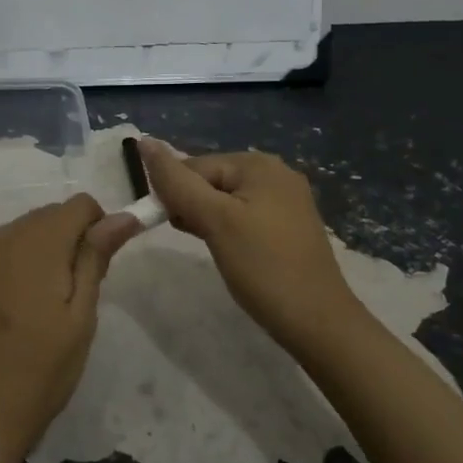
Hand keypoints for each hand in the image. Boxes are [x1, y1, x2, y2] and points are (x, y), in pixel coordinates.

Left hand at [0, 195, 136, 462]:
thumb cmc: (39, 377)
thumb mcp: (80, 320)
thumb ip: (95, 259)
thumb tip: (122, 216)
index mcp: (37, 247)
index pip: (77, 205)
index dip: (96, 228)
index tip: (96, 266)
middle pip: (43, 217)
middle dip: (63, 241)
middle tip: (65, 295)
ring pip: (12, 233)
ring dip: (31, 253)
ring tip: (29, 307)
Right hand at [139, 141, 362, 355]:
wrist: (317, 321)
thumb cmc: (263, 267)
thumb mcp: (215, 221)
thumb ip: (177, 182)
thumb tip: (144, 142)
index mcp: (258, 163)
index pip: (194, 166)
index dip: (175, 194)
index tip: (170, 227)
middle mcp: (275, 172)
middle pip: (210, 180)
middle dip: (192, 206)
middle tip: (195, 240)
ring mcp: (285, 200)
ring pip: (224, 200)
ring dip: (206, 220)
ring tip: (211, 248)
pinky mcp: (288, 226)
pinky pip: (243, 216)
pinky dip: (226, 229)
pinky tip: (226, 250)